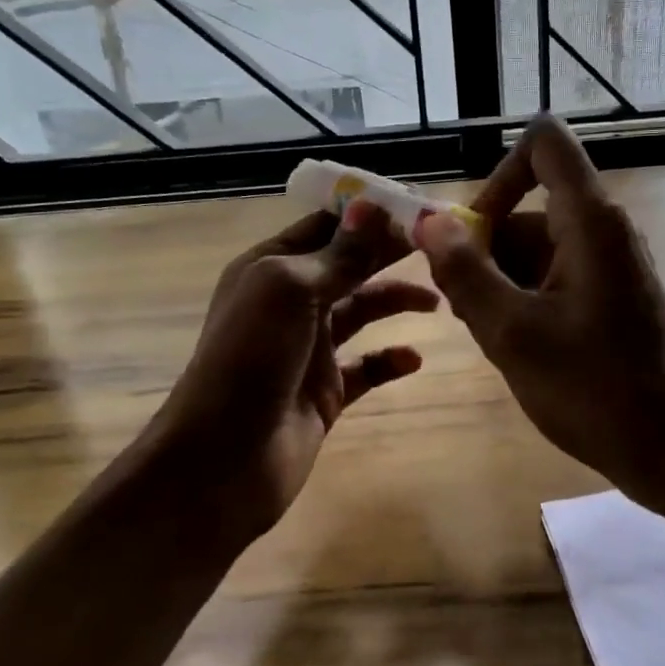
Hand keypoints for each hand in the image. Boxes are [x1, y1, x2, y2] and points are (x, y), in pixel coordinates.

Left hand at [145, 203, 437, 547]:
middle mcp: (290, 303)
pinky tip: (413, 359)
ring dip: (395, 301)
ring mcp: (309, 349)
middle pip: (349, 265)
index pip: (325, 227)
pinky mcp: (325, 392)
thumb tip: (371, 204)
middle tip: (441, 246)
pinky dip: (389, 360)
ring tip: (437, 302)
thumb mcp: (289, 291)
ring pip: (361, 312)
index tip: (417, 207)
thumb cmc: (250, 360)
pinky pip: (366, 368)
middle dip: (389, 253)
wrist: (223, 461)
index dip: (367, 214)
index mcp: (271, 269)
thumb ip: (336, 254)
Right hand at [414, 117, 664, 539]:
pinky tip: (512, 343)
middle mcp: (603, 229)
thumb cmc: (593, 388)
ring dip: (499, 280)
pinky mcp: (610, 294)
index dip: (500, 172)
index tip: (474, 232)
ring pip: (536, 246)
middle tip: (463, 307)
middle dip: (485, 249)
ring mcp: (609, 264)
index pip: (544, 143)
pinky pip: (554, 274)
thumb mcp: (512, 332)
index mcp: (589, 220)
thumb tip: (427, 221)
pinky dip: (524, 297)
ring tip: (487, 334)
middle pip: (529, 207)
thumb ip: (465, 272)